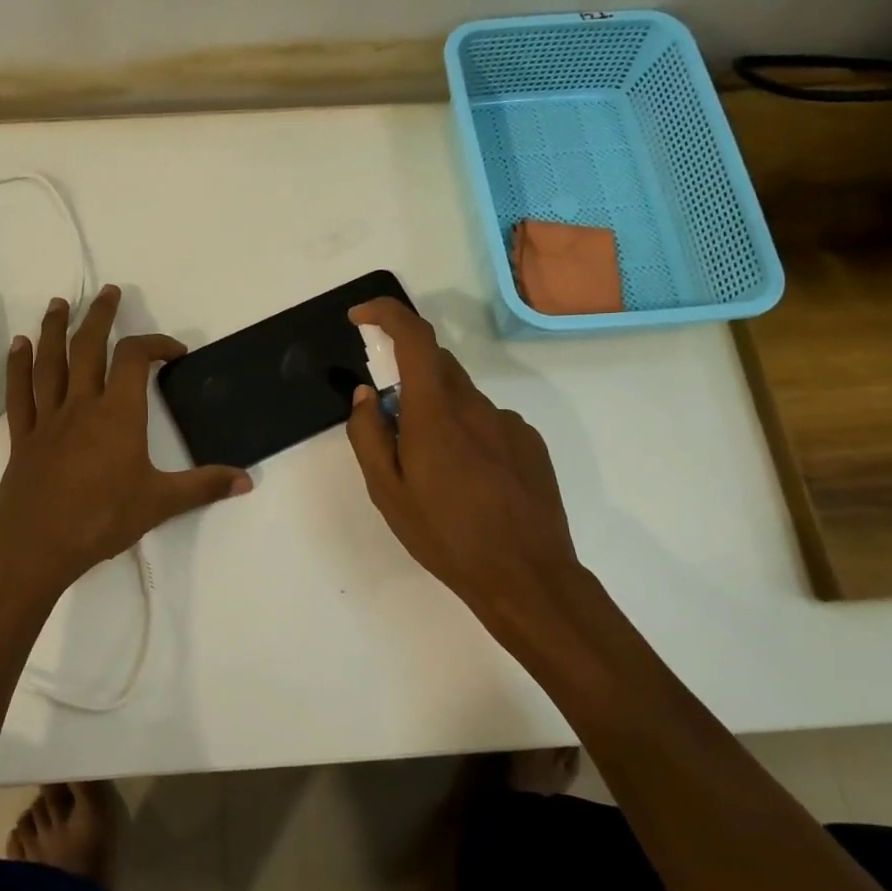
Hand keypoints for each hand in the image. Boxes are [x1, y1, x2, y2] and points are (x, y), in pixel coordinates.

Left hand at [0, 285, 250, 599]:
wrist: (34, 548)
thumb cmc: (101, 520)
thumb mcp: (160, 503)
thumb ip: (203, 487)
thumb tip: (246, 481)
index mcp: (118, 414)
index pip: (136, 359)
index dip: (156, 344)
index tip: (175, 352)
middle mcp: (82, 405)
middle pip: (89, 347)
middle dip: (100, 316)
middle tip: (107, 291)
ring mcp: (49, 419)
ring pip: (50, 362)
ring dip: (54, 329)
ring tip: (58, 304)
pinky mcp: (24, 437)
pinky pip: (20, 393)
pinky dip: (18, 366)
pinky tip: (18, 346)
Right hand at [344, 298, 591, 634]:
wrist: (526, 576)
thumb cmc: (447, 536)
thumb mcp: (388, 493)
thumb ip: (369, 435)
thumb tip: (366, 394)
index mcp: (435, 413)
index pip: (414, 338)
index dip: (386, 313)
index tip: (362, 316)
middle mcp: (475, 405)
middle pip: (436, 364)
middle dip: (407, 378)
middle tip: (394, 426)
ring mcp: (508, 422)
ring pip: (461, 397)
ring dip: (439, 414)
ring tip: (436, 472)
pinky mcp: (529, 441)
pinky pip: (487, 421)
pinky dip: (468, 433)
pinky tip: (471, 481)